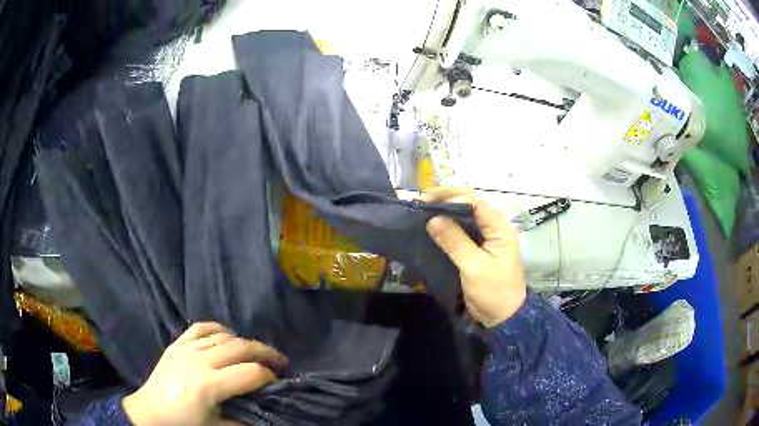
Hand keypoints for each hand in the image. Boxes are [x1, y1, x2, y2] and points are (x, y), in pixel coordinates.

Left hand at [122, 322, 287, 425]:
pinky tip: (226, 336)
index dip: (268, 376)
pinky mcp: (176, 343)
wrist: (151, 412)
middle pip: (240, 347)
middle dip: (264, 352)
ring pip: (223, 335)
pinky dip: (218, 328)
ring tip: (255, 352)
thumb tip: (267, 409)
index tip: (277, 380)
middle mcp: (198, 361)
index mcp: (208, 386)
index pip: (249, 373)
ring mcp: (185, 348)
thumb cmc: (185, 423)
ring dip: (244, 342)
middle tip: (278, 360)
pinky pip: (200, 327)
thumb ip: (245, 419)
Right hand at [422, 188, 526, 326]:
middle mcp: (493, 228)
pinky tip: (429, 226)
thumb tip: (432, 219)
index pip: (475, 202)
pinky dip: (444, 227)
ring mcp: (484, 238)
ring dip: (443, 212)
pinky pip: (459, 232)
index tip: (427, 201)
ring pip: (463, 217)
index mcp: (500, 228)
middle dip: (445, 201)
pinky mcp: (475, 249)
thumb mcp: (474, 267)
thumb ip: (455, 242)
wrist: (503, 318)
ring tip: (420, 210)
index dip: (452, 198)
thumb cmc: (494, 292)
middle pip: (468, 205)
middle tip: (420, 202)